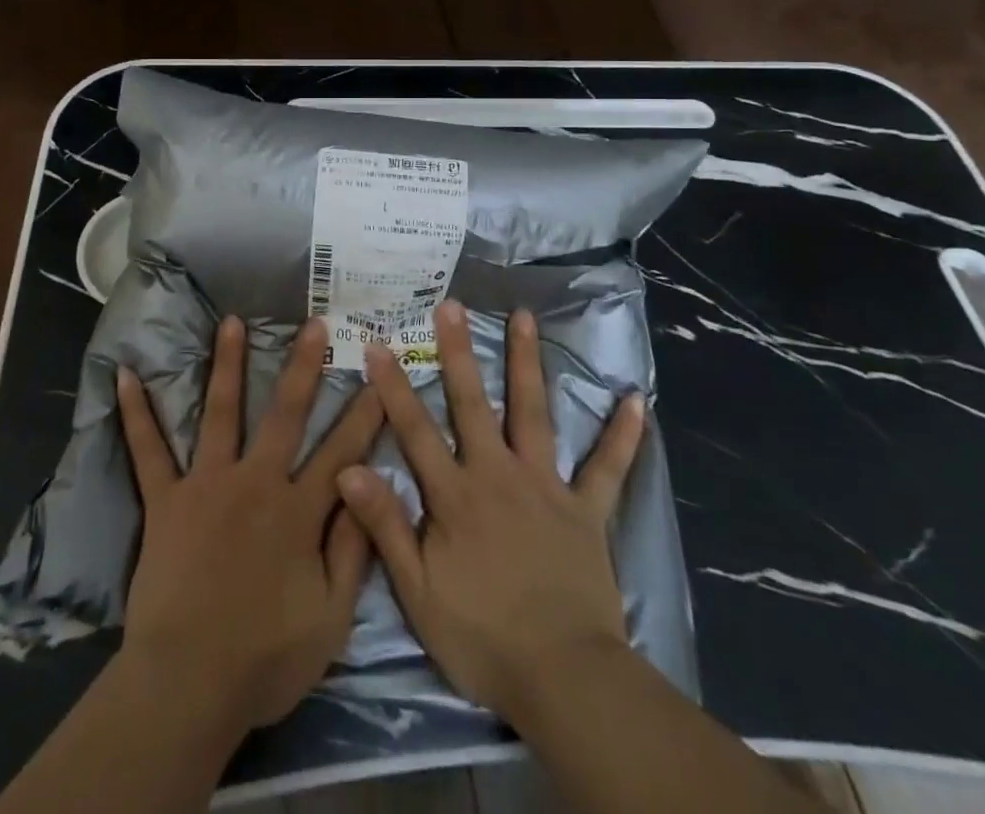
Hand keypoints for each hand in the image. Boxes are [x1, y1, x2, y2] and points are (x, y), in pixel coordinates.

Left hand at [117, 315, 384, 730]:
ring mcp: (207, 484)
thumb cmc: (264, 659)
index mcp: (298, 512)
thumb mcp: (331, 620)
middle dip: (303, 366)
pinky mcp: (166, 499)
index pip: (342, 451)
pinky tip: (123, 375)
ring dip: (226, 364)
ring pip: (221, 412)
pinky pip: (148, 450)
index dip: (365, 413)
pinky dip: (136, 413)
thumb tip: (369, 487)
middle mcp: (256, 482)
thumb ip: (353, 550)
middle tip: (314, 323)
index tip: (380, 375)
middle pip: (285, 414)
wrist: (187, 684)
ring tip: (231, 321)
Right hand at [335, 301, 645, 724]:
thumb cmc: (482, 637)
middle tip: (452, 305)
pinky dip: (621, 435)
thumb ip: (385, 525)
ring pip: (534, 413)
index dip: (394, 386)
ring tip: (525, 317)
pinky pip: (607, 468)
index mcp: (455, 495)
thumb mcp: (418, 591)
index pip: (416, 429)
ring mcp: (546, 487)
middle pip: (473, 403)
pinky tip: (635, 400)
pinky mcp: (587, 511)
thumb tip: (349, 467)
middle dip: (459, 352)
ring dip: (528, 363)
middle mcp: (498, 474)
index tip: (378, 343)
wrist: (564, 679)